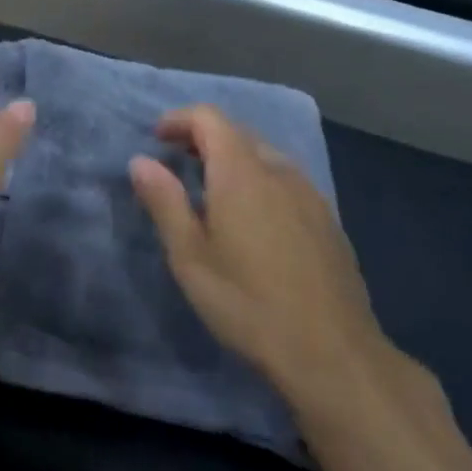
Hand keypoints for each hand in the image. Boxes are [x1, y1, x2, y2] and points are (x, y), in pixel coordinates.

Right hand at [129, 105, 390, 402]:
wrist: (330, 352)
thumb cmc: (247, 303)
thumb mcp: (189, 257)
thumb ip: (164, 202)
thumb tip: (140, 161)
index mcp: (242, 173)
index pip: (210, 118)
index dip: (179, 119)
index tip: (156, 138)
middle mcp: (279, 171)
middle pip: (239, 132)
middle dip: (203, 137)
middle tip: (175, 162)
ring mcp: (310, 194)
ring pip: (265, 156)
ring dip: (233, 158)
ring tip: (210, 189)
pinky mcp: (327, 219)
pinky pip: (286, 180)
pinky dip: (259, 179)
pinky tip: (252, 218)